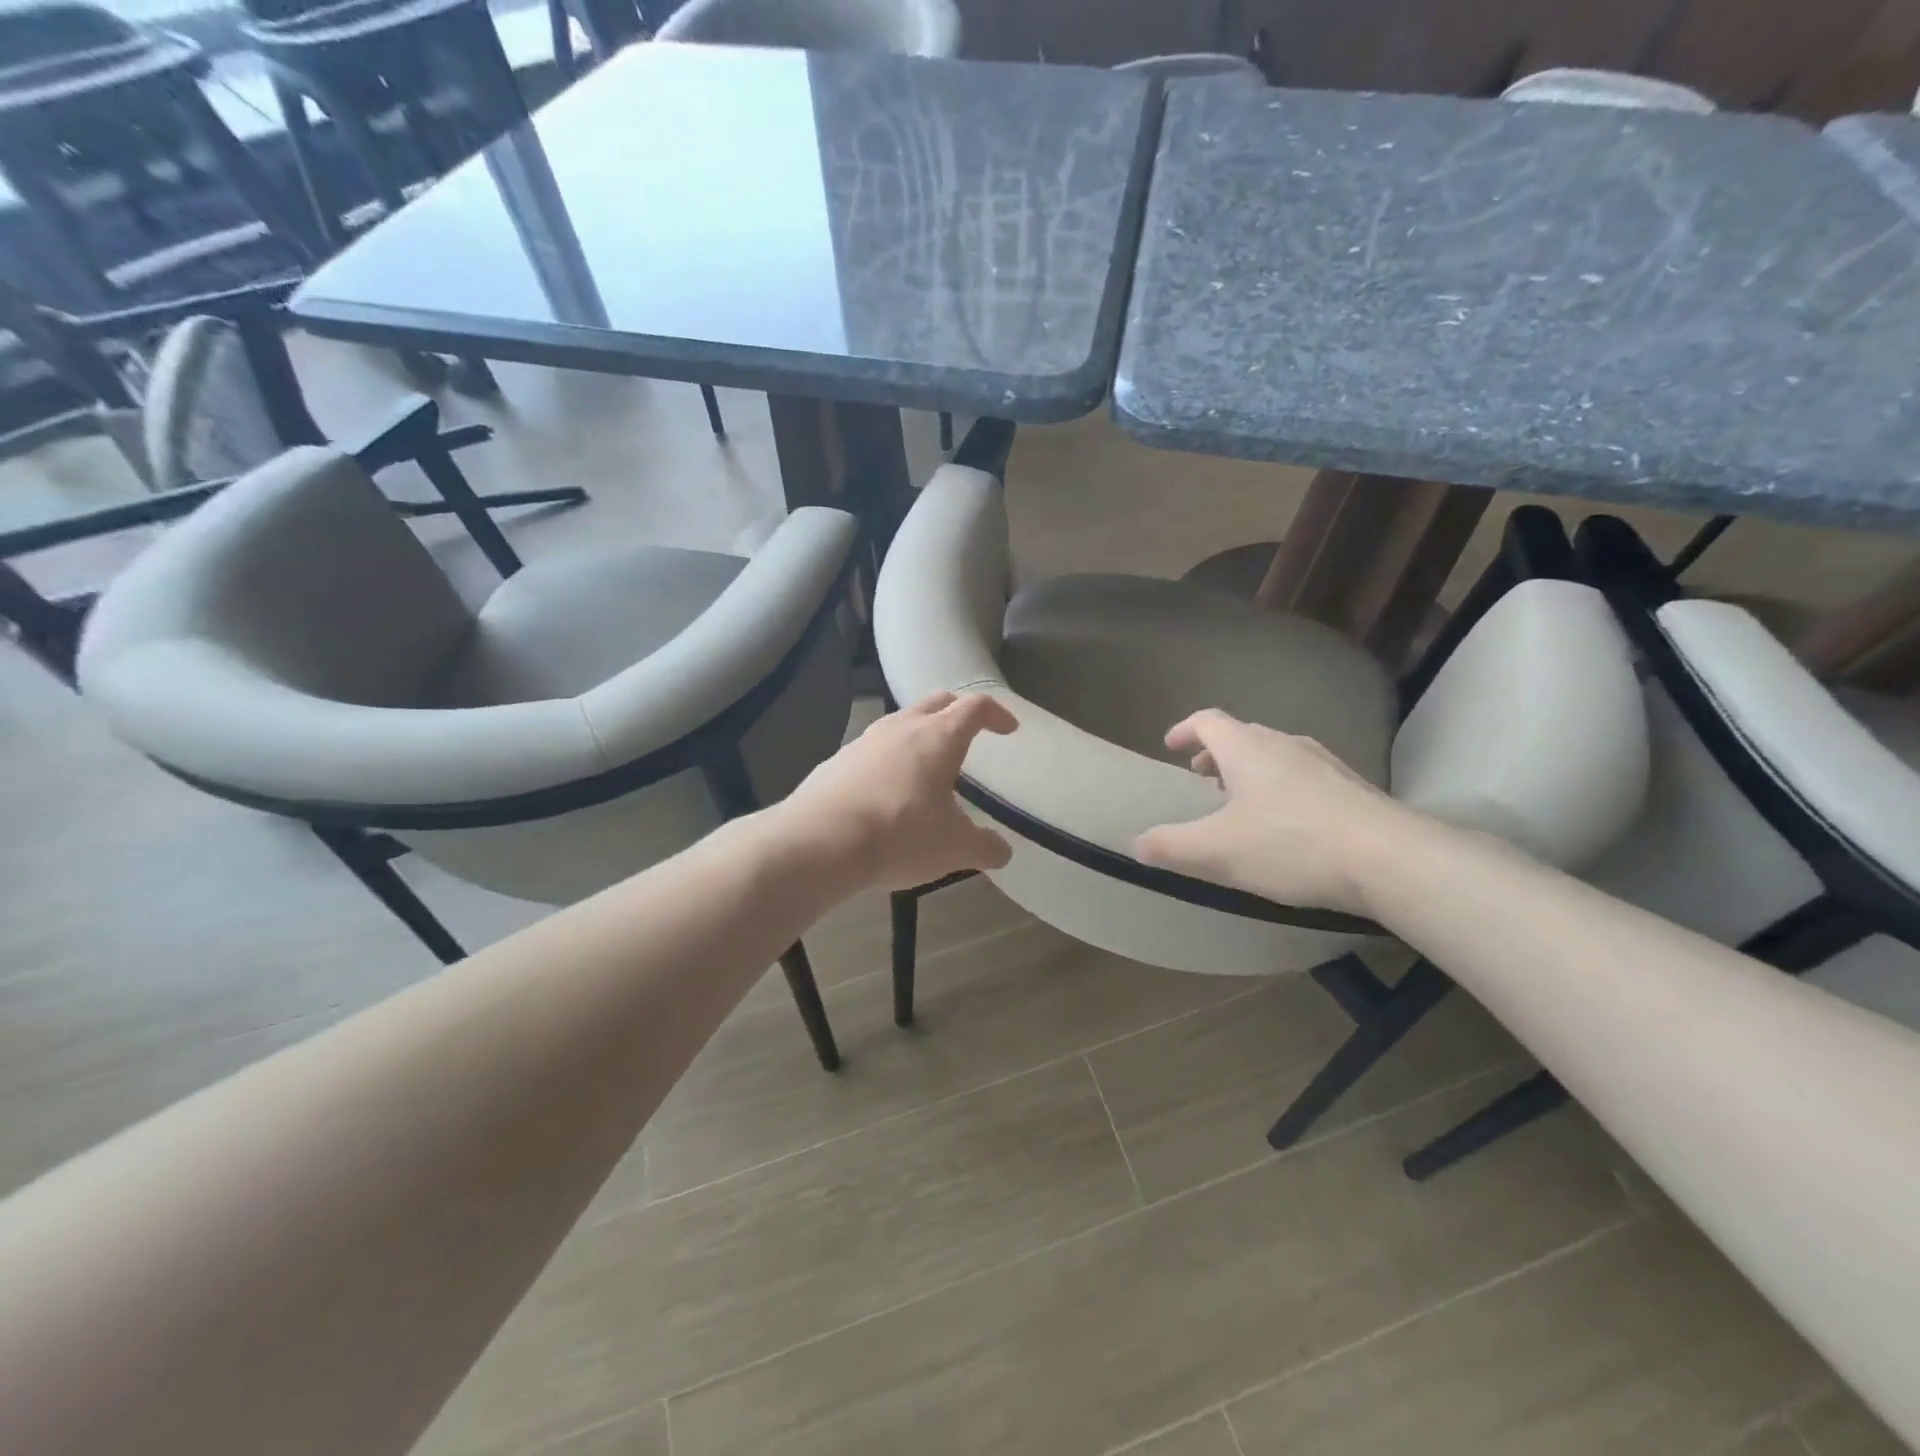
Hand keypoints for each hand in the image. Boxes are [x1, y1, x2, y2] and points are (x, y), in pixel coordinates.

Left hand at [782, 691, 1018, 890]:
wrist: (820, 840)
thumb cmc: (901, 834)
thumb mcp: (955, 849)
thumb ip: (985, 847)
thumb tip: (1001, 850)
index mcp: (939, 737)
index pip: (975, 708)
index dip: (996, 714)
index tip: (1008, 729)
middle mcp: (901, 727)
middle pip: (936, 702)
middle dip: (956, 713)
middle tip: (968, 734)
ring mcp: (864, 741)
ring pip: (900, 723)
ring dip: (919, 735)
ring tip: (926, 766)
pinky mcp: (836, 762)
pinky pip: (872, 751)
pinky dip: (888, 761)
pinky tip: (886, 792)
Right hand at [1133, 709, 1412, 914]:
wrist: (1389, 859)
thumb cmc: (1291, 844)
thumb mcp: (1218, 851)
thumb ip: (1172, 846)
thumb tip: (1137, 843)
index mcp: (1247, 749)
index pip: (1208, 721)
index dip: (1185, 730)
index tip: (1170, 746)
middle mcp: (1285, 744)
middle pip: (1243, 735)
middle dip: (1216, 753)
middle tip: (1201, 776)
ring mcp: (1324, 763)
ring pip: (1276, 755)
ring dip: (1250, 770)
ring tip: (1242, 801)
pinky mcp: (1352, 787)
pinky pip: (1304, 775)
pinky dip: (1282, 787)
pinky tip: (1289, 822)